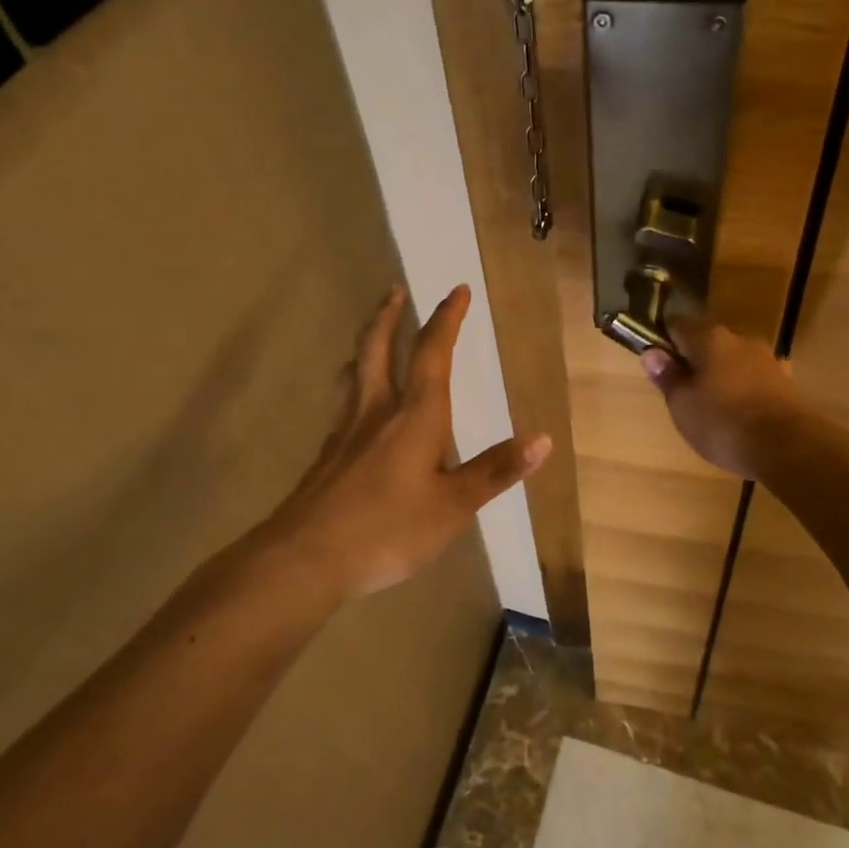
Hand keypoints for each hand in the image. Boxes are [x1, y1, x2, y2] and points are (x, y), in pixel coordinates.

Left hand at [260, 284, 550, 598]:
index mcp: (416, 416)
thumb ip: (495, 471)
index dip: (447, 319)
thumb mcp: (453, 507)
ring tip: (372, 335)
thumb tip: (543, 439)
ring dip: (365, 344)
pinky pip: (342, 403)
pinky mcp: (327, 455)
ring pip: (353, 372)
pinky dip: (352, 385)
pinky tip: (355, 406)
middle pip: (379, 348)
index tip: (457, 290)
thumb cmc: (388, 530)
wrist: (305, 558)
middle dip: (389, 315)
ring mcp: (346, 431)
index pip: (433, 353)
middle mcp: (378, 412)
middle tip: (395, 290)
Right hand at [640, 318, 800, 479]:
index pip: (677, 325)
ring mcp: (767, 359)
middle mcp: (739, 339)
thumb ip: (667, 376)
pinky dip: (745, 390)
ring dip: (722, 376)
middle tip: (683, 393)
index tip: (657, 365)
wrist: (788, 446)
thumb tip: (652, 352)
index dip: (663, 342)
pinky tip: (743, 412)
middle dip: (695, 361)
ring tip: (713, 407)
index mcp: (709, 338)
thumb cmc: (723, 422)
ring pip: (734, 361)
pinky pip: (755, 380)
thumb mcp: (682, 404)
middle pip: (708, 342)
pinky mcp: (786, 382)